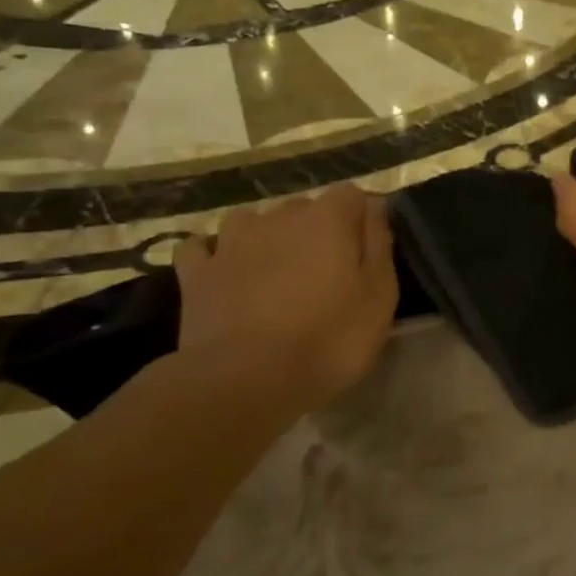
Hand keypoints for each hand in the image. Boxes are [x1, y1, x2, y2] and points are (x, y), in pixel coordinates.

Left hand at [174, 185, 397, 408]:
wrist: (245, 381)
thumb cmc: (328, 340)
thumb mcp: (379, 297)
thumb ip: (379, 245)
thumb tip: (374, 208)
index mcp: (327, 219)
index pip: (351, 194)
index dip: (361, 218)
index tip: (366, 250)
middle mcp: (278, 217)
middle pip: (303, 208)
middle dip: (316, 230)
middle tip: (326, 272)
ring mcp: (231, 242)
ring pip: (253, 221)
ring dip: (266, 237)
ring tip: (276, 272)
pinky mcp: (196, 272)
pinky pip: (204, 248)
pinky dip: (215, 255)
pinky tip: (225, 274)